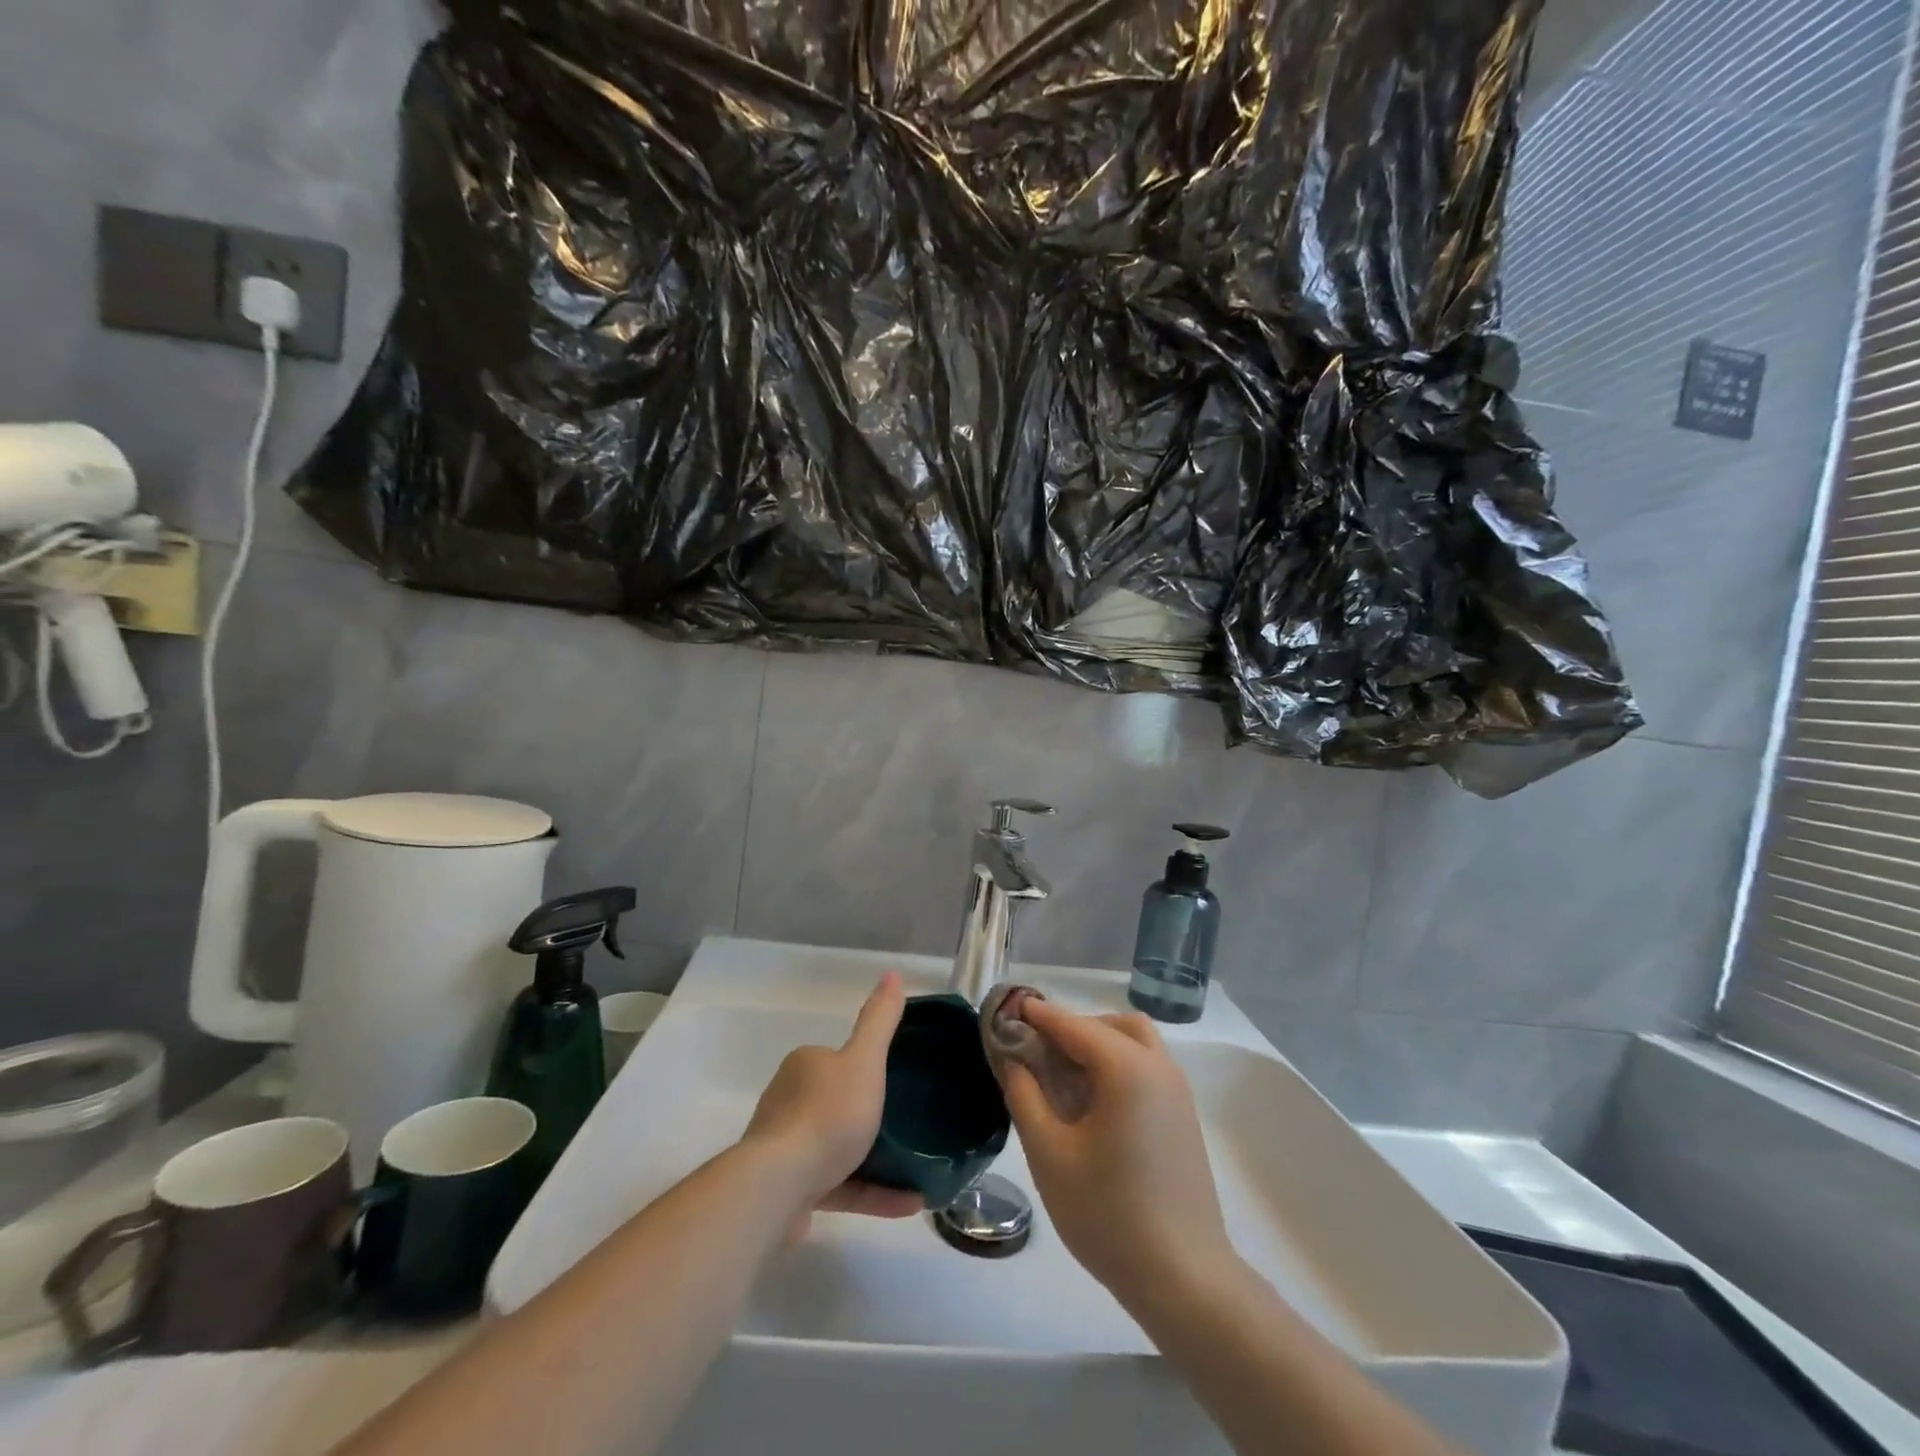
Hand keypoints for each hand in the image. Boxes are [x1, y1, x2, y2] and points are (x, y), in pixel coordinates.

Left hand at [741, 971, 921, 1228]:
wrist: (779, 1186)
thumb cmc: (826, 1115)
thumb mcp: (864, 1060)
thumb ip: (879, 1020)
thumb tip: (894, 974)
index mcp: (804, 1067)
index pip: (837, 1060)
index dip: (866, 1067)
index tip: (897, 1081)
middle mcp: (789, 1102)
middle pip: (837, 1103)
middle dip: (870, 1114)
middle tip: (912, 1123)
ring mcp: (787, 1149)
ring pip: (838, 1148)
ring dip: (877, 1159)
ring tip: (918, 1166)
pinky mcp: (792, 1191)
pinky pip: (841, 1187)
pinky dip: (874, 1193)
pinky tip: (910, 1202)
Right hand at [1003, 1003, 1232, 1303]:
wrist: (1184, 1280)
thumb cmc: (1108, 1214)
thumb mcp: (1049, 1154)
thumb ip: (1024, 1095)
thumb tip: (1012, 1057)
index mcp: (1127, 1069)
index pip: (1073, 1025)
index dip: (1038, 1015)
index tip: (1008, 1007)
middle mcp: (1158, 1067)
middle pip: (1109, 1025)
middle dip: (1070, 1028)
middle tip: (1035, 1051)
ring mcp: (1177, 1091)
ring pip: (1134, 1041)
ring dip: (1097, 1043)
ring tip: (1063, 1075)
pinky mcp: (1183, 1116)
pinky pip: (1146, 1066)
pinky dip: (1117, 1063)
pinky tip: (1092, 1102)